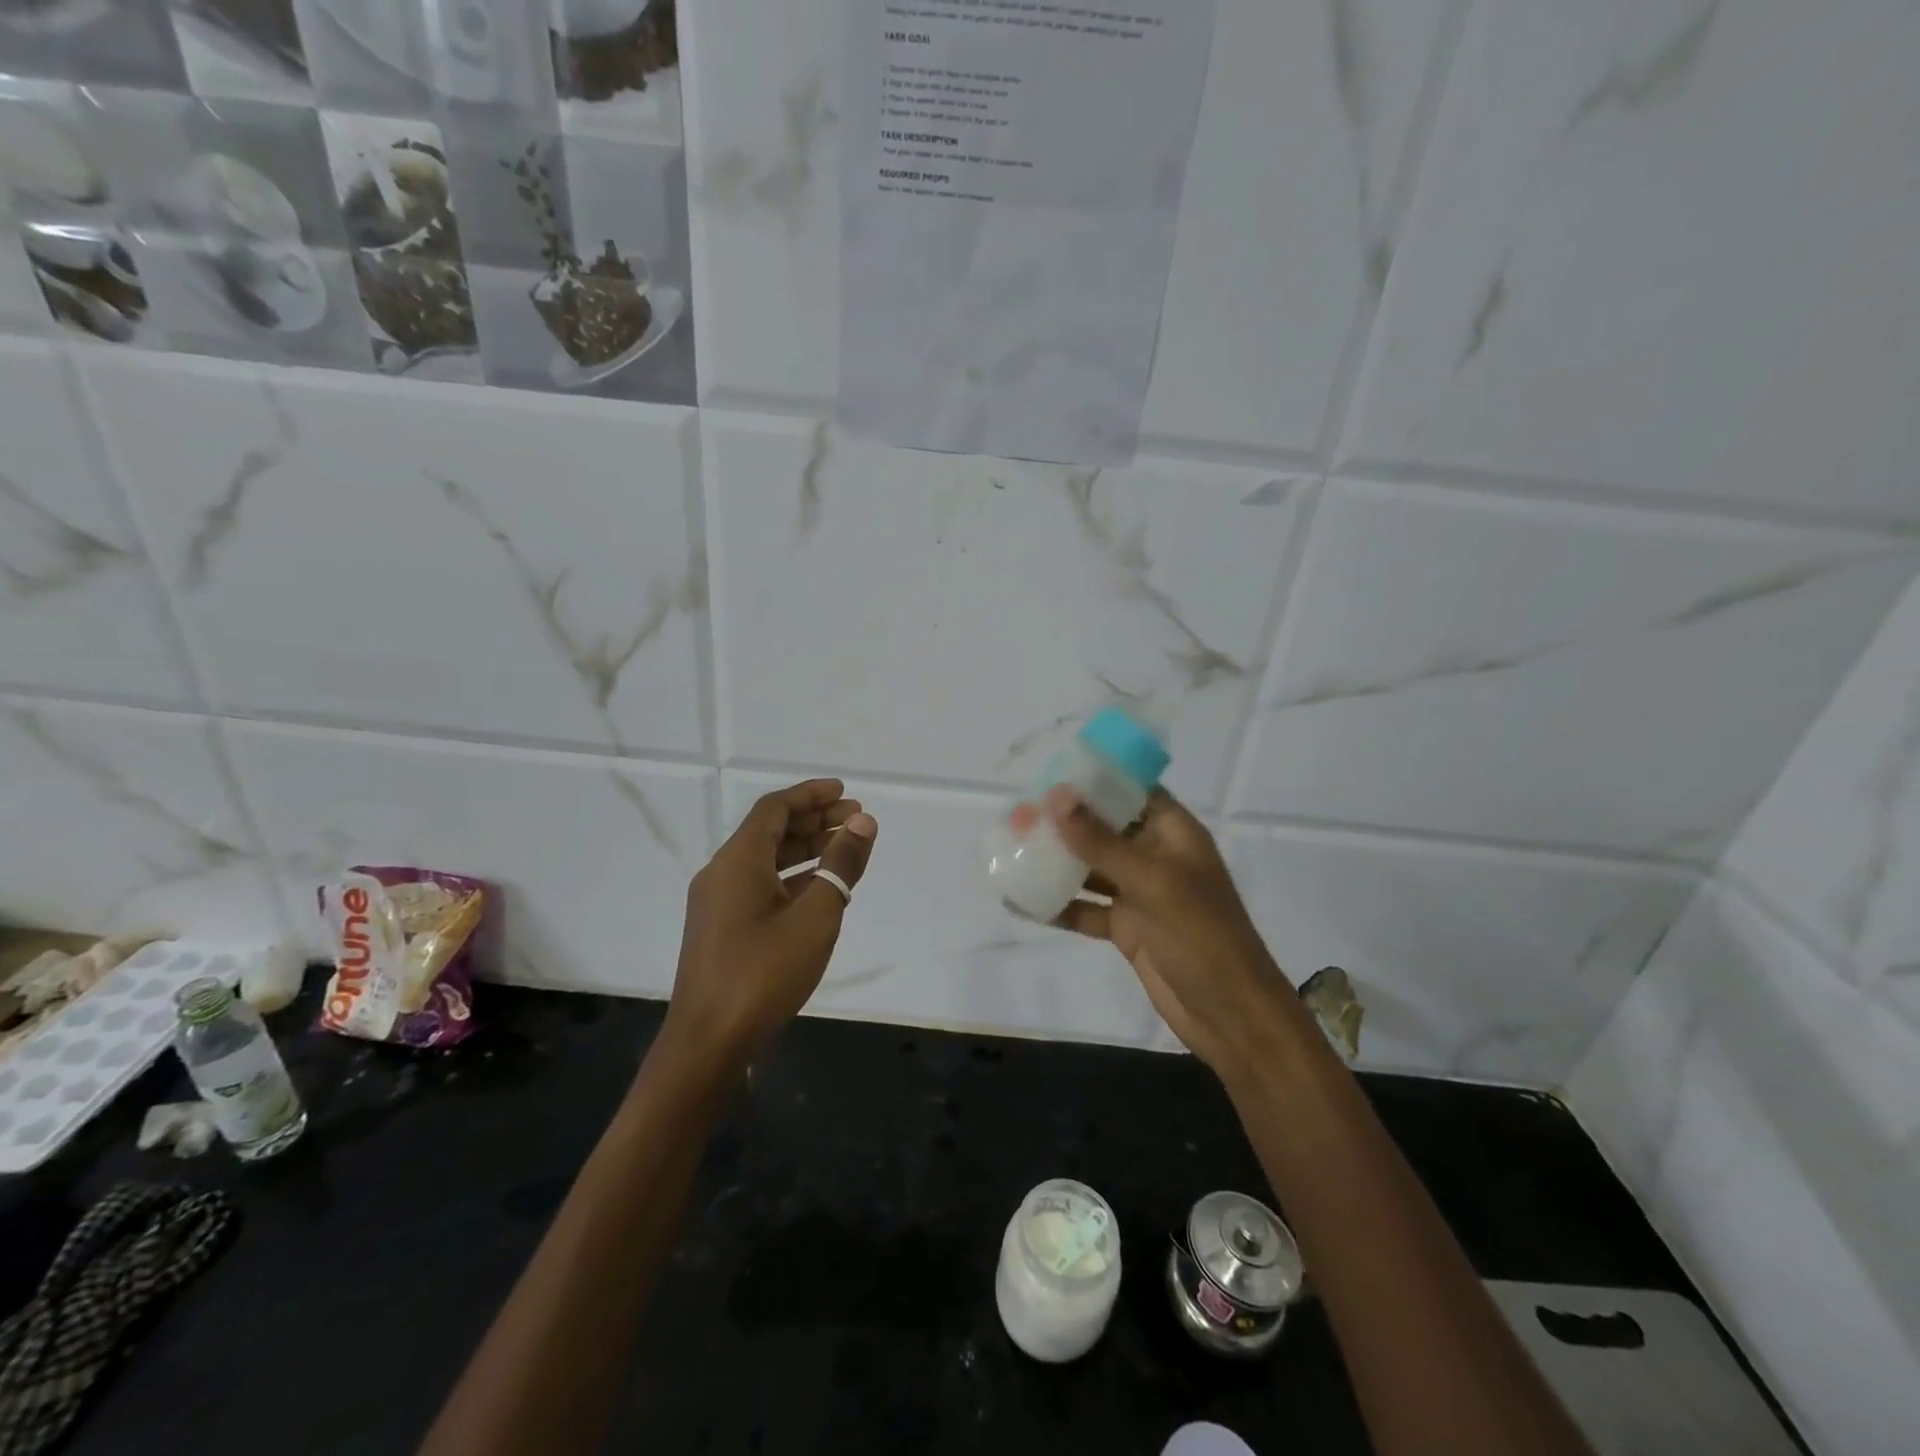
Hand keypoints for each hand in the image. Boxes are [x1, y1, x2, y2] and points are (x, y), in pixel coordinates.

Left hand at [664, 779, 877, 1068]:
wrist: (708, 1041)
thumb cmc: (764, 972)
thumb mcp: (815, 916)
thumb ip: (841, 865)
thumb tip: (863, 823)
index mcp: (739, 860)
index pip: (775, 808)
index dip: (811, 794)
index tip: (846, 792)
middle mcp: (722, 872)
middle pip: (771, 830)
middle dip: (815, 820)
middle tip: (857, 821)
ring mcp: (718, 902)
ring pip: (766, 859)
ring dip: (805, 849)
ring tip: (845, 850)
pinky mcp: (720, 927)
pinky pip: (759, 884)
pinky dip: (792, 876)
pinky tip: (820, 889)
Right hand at [1031, 784, 1300, 1082]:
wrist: (1230, 1015)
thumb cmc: (1201, 935)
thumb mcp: (1151, 882)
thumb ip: (1100, 840)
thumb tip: (1055, 795)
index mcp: (1174, 834)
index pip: (1132, 790)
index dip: (1095, 778)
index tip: (1050, 769)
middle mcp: (1156, 857)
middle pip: (1104, 828)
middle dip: (1063, 821)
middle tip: (1017, 813)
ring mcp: (1140, 894)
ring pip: (1090, 868)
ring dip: (1055, 861)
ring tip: (1010, 849)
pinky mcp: (1127, 928)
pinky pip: (1085, 909)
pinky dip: (1057, 905)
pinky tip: (1019, 901)